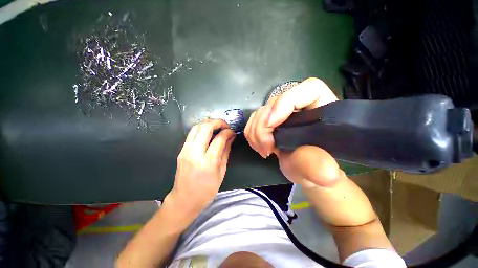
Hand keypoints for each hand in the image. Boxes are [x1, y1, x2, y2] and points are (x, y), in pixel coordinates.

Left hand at [166, 119, 235, 223]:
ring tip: (217, 126)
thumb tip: (231, 138)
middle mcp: (195, 153)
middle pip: (205, 127)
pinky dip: (201, 129)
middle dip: (217, 122)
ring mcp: (185, 151)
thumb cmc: (206, 190)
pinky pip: (191, 134)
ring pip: (196, 127)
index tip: (232, 132)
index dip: (228, 132)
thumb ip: (226, 152)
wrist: (184, 200)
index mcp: (208, 162)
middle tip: (225, 125)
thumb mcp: (221, 172)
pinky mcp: (181, 151)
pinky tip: (208, 132)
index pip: (219, 139)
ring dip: (208, 123)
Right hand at [244, 78, 341, 187]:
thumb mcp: (319, 170)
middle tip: (266, 148)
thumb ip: (319, 167)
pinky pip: (254, 119)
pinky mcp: (271, 120)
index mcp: (323, 110)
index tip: (271, 125)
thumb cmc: (316, 168)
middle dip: (264, 126)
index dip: (286, 101)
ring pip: (261, 111)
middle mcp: (301, 106)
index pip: (310, 89)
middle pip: (276, 101)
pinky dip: (251, 133)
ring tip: (263, 150)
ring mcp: (283, 113)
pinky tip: (258, 145)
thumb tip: (325, 173)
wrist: (303, 171)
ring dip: (256, 131)